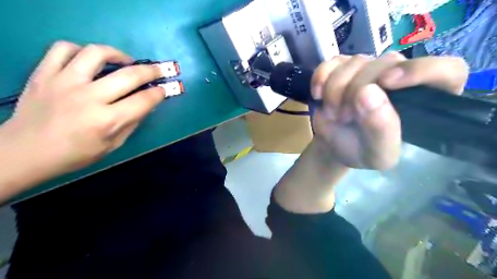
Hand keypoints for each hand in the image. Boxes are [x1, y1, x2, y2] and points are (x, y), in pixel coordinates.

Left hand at [3, 40, 164, 177]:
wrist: (24, 152)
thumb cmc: (75, 154)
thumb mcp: (112, 145)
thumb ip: (132, 123)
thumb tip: (147, 105)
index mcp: (107, 120)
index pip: (143, 101)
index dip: (158, 93)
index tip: (164, 89)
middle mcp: (89, 98)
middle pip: (128, 76)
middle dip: (150, 71)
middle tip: (158, 70)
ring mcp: (64, 82)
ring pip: (96, 54)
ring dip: (118, 54)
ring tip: (126, 61)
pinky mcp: (44, 74)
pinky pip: (63, 49)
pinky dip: (81, 50)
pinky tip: (90, 59)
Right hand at [312, 52, 467, 169]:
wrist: (335, 145)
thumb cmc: (361, 151)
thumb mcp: (377, 153)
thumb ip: (381, 129)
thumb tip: (368, 92)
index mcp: (422, 99)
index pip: (446, 70)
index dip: (420, 70)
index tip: (387, 83)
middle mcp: (399, 76)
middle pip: (386, 63)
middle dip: (356, 91)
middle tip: (344, 116)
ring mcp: (368, 68)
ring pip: (355, 62)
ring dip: (335, 90)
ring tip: (333, 113)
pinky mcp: (342, 67)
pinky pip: (331, 62)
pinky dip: (320, 78)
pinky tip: (318, 95)